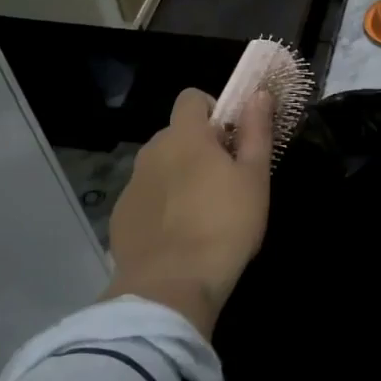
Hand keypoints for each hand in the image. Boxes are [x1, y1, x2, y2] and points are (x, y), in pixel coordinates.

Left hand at [106, 88, 272, 334]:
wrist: (171, 286)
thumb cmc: (224, 226)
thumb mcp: (254, 178)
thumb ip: (256, 131)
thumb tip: (259, 94)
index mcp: (184, 135)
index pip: (191, 98)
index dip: (213, 110)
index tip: (231, 138)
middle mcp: (151, 151)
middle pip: (176, 134)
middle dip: (198, 147)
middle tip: (224, 180)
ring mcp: (132, 184)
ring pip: (160, 167)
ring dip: (179, 176)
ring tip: (202, 212)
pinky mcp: (121, 216)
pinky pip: (146, 198)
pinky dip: (161, 206)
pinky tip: (178, 236)